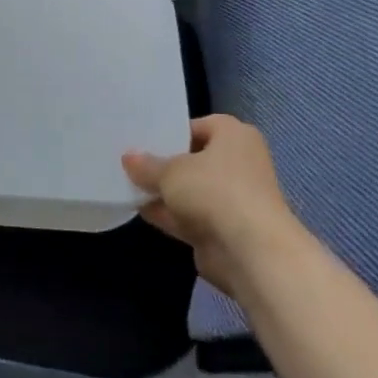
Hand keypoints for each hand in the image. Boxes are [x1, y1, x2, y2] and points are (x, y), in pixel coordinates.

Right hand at [123, 115, 304, 293]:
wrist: (250, 251)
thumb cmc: (214, 191)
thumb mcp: (170, 172)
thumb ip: (146, 165)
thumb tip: (129, 158)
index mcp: (234, 135)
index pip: (198, 126)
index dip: (170, 133)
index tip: (142, 141)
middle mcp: (239, 162)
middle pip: (194, 160)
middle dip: (164, 165)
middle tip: (129, 163)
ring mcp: (233, 198)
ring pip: (191, 190)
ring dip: (165, 192)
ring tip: (127, 187)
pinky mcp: (225, 228)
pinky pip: (191, 215)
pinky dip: (170, 214)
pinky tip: (140, 211)